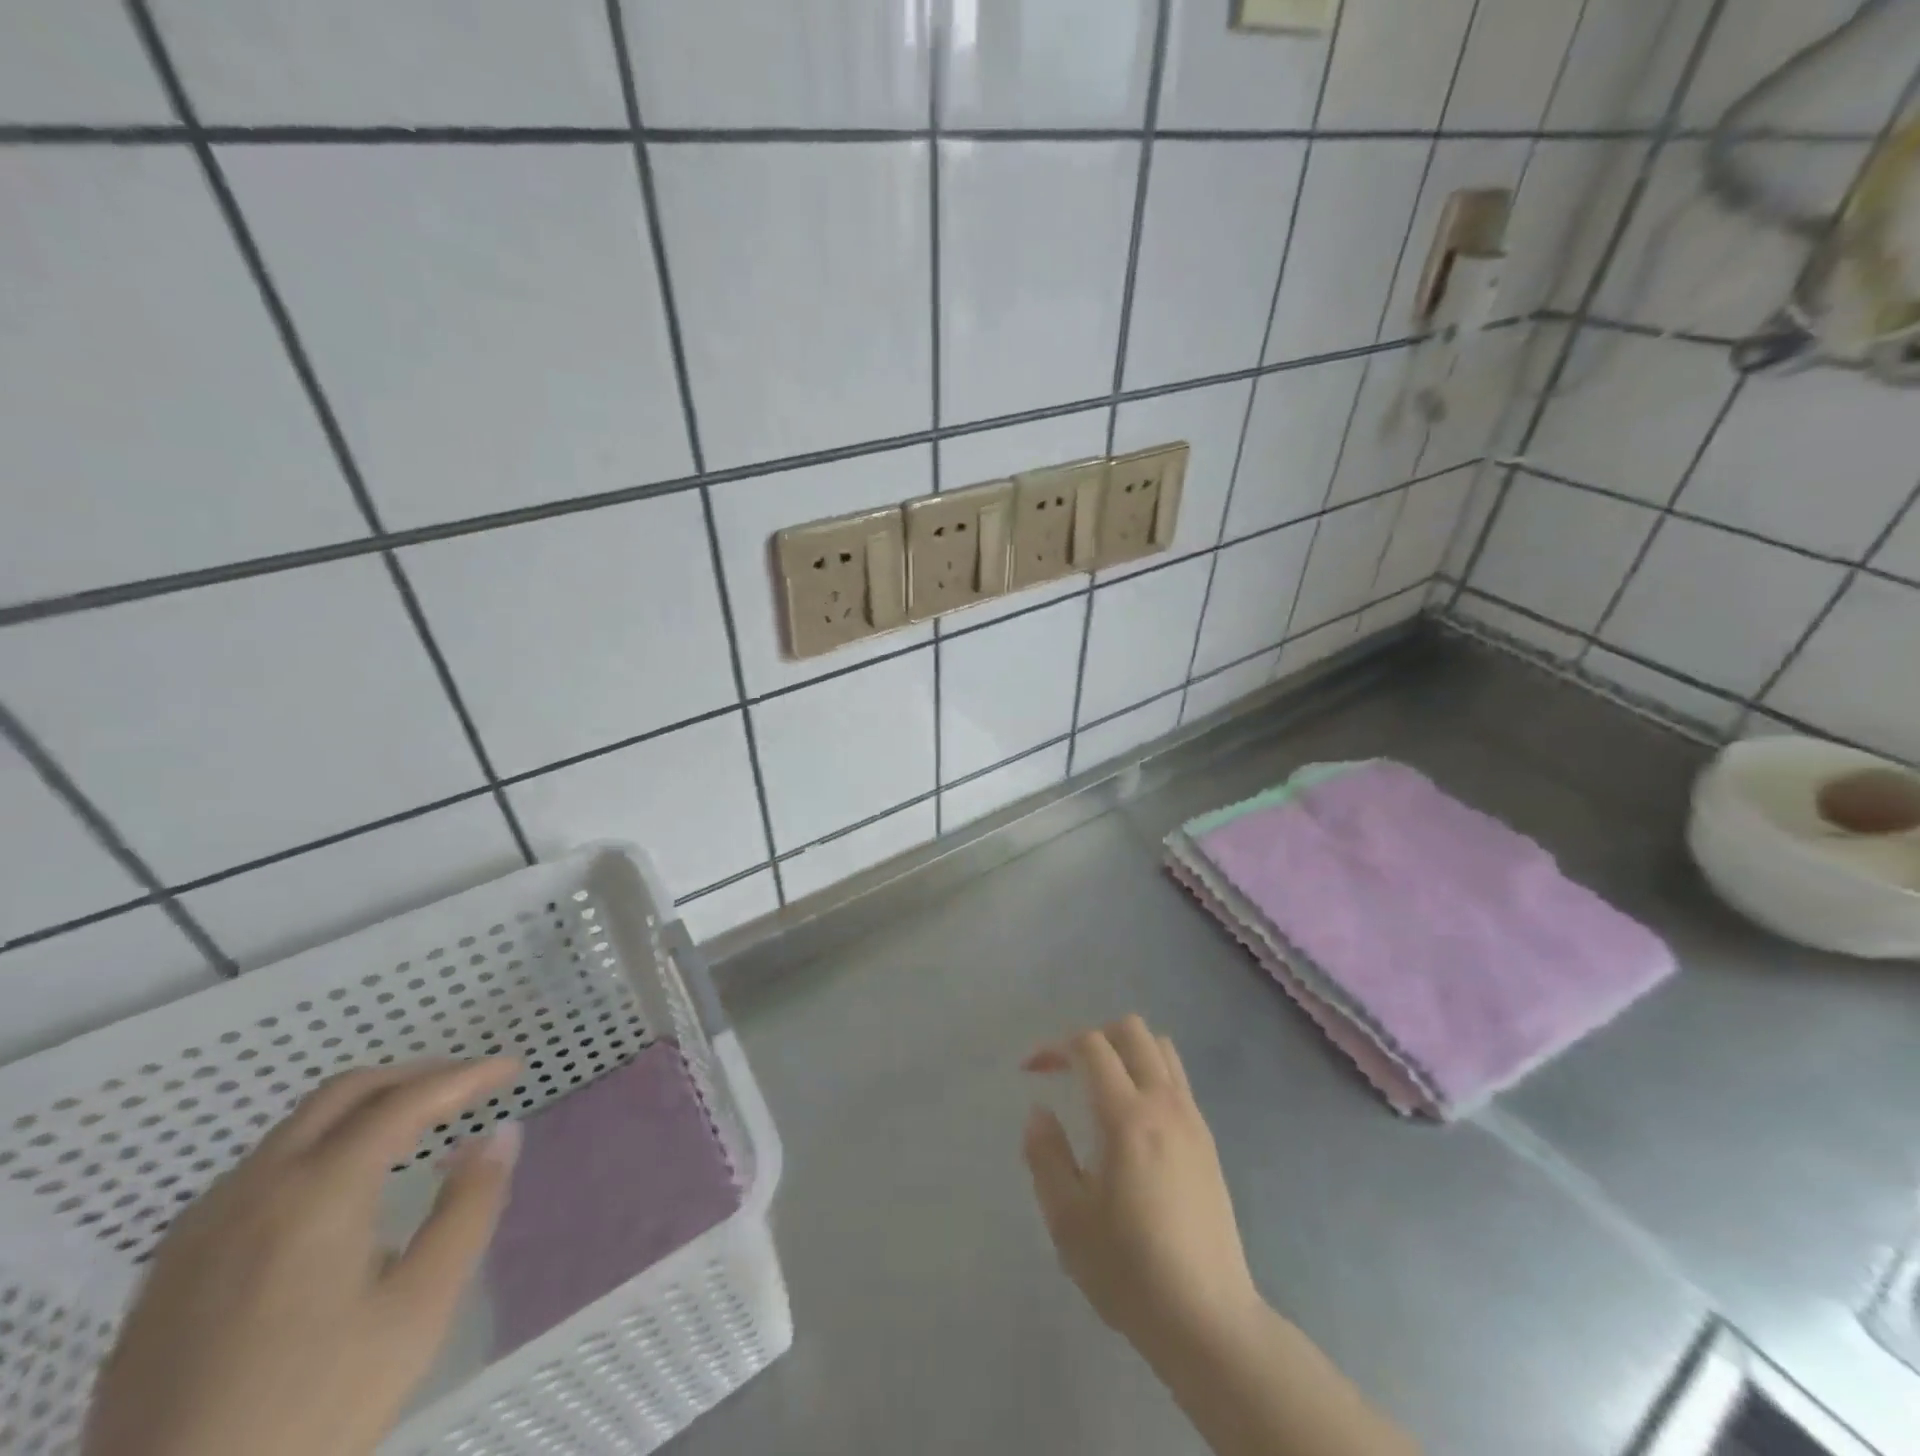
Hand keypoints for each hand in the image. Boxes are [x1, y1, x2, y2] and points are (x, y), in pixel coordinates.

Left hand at [84, 1058, 522, 1455]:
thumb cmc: (314, 1409)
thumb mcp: (420, 1308)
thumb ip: (469, 1208)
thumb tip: (502, 1134)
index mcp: (318, 1191)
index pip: (407, 1101)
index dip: (467, 1077)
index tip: (513, 1069)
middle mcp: (254, 1188)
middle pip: (344, 1093)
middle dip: (414, 1076)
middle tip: (467, 1086)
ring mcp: (201, 1228)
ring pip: (296, 1128)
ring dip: (364, 1110)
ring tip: (414, 1130)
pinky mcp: (172, 1268)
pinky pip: (258, 1171)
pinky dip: (318, 1148)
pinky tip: (338, 1190)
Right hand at [1022, 1016, 1261, 1357]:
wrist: (1208, 1319)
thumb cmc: (1129, 1271)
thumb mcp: (1068, 1219)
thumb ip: (1046, 1155)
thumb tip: (1039, 1111)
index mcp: (1127, 1117)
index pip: (1091, 1046)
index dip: (1056, 1047)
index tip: (1032, 1071)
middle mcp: (1164, 1104)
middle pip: (1131, 1030)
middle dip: (1093, 1037)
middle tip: (1068, 1070)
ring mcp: (1192, 1119)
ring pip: (1160, 1048)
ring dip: (1125, 1050)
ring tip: (1100, 1085)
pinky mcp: (1207, 1140)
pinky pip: (1177, 1078)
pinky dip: (1149, 1072)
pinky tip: (1133, 1117)